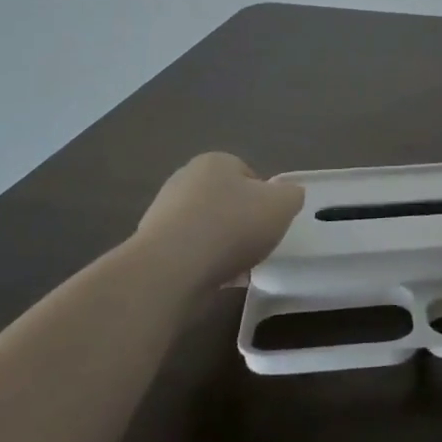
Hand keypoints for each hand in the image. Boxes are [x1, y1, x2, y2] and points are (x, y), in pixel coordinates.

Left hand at [135, 152, 305, 292]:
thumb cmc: (232, 226)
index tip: (270, 223)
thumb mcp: (283, 205)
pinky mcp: (150, 247)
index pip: (248, 175)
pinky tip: (213, 280)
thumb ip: (292, 195)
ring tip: (236, 268)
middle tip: (256, 245)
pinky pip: (188, 252)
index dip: (264, 199)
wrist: (171, 269)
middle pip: (225, 201)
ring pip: (206, 228)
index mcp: (215, 162)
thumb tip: (287, 196)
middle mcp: (184, 180)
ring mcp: (162, 213)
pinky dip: (202, 264)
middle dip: (241, 222)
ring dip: (221, 245)